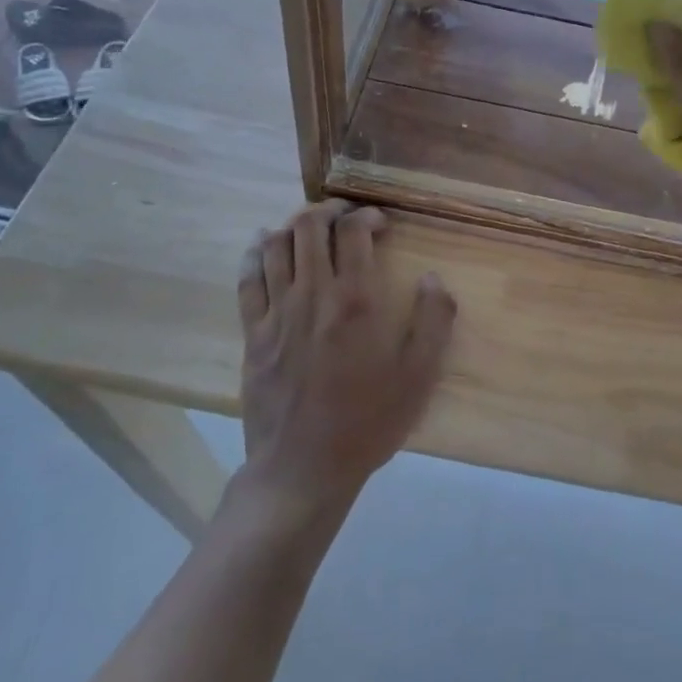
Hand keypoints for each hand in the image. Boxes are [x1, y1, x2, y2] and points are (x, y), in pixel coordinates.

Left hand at [236, 201, 456, 514]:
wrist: (302, 470)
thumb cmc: (366, 422)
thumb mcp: (418, 377)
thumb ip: (433, 321)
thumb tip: (433, 278)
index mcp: (354, 301)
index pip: (353, 232)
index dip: (367, 216)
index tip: (380, 224)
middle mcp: (312, 295)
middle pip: (309, 227)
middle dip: (328, 211)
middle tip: (345, 217)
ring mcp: (276, 313)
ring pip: (276, 246)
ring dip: (294, 225)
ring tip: (310, 227)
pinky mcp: (252, 334)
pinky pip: (247, 280)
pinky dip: (255, 254)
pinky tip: (263, 246)